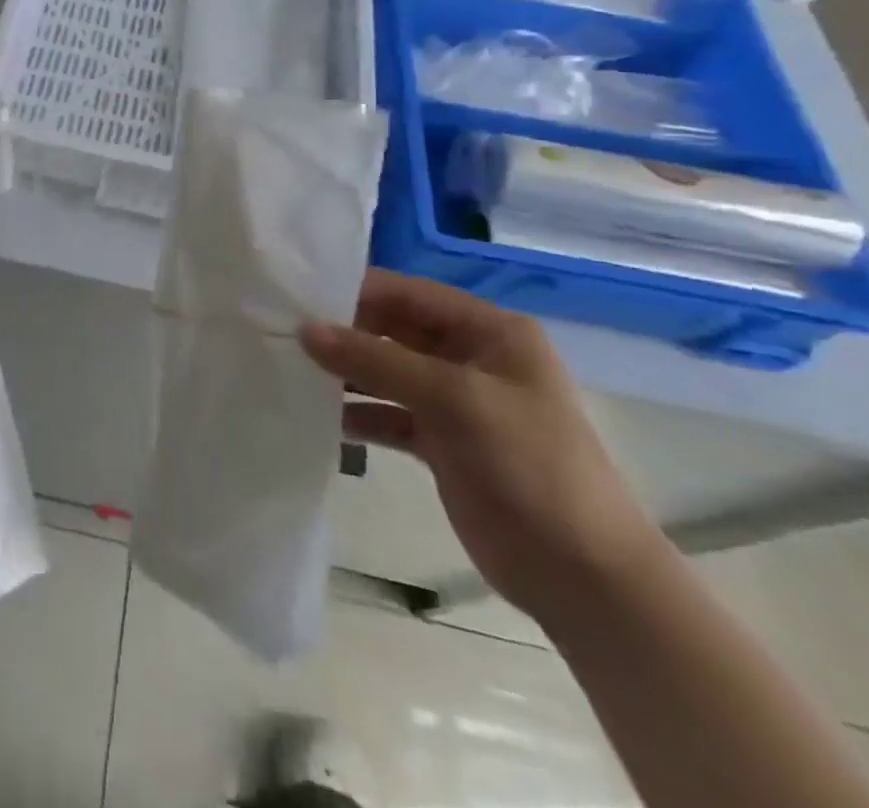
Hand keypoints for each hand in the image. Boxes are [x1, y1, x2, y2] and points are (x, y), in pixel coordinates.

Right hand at [300, 270, 668, 624]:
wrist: (584, 577)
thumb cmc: (530, 466)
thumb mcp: (454, 399)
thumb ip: (377, 360)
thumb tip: (305, 330)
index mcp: (488, 331)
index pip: (408, 293)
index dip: (355, 291)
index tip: (297, 296)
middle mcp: (470, 357)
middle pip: (393, 330)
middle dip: (344, 333)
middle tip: (284, 333)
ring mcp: (456, 402)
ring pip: (387, 372)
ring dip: (346, 374)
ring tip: (292, 372)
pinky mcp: (442, 443)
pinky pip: (389, 414)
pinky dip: (359, 414)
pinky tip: (322, 419)